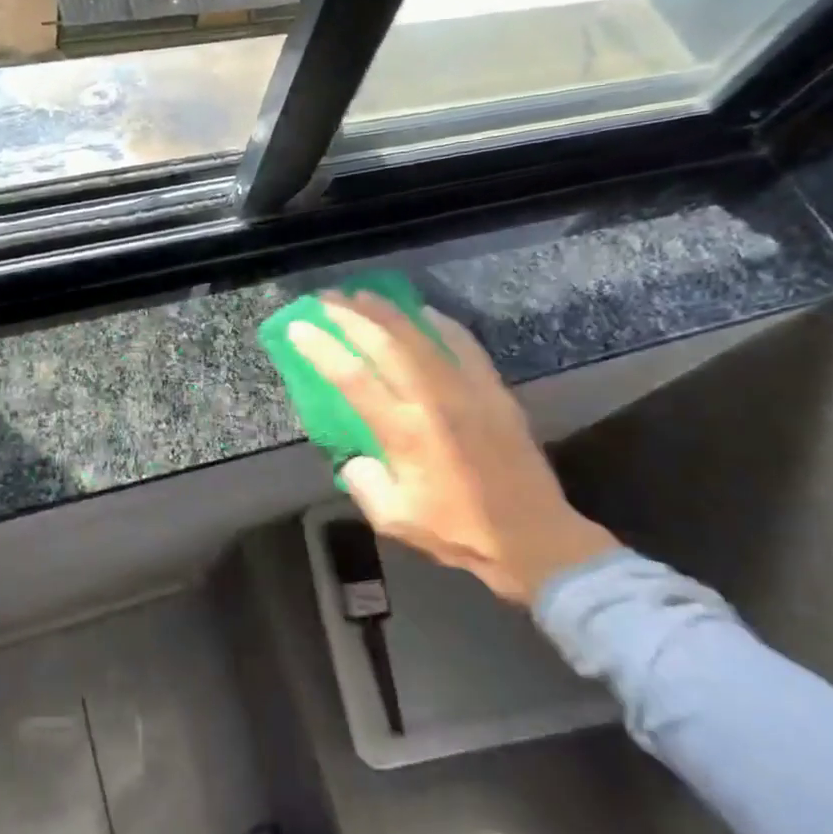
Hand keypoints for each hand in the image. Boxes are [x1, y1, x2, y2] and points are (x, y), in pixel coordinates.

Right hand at [290, 294, 615, 605]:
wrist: (534, 538)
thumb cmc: (459, 531)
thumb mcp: (394, 519)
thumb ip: (364, 483)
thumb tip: (354, 456)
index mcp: (404, 432)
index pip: (352, 378)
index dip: (321, 348)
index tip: (299, 328)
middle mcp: (433, 400)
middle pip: (385, 343)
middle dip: (351, 316)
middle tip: (326, 299)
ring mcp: (467, 389)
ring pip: (421, 336)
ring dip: (388, 311)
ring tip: (362, 295)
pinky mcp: (494, 390)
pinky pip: (463, 344)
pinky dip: (439, 323)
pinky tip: (423, 312)